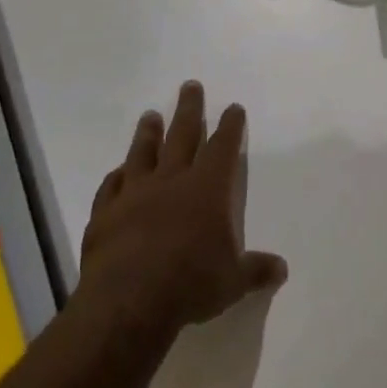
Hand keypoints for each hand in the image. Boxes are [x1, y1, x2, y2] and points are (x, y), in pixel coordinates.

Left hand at [77, 82, 287, 338]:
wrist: (127, 302)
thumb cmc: (189, 285)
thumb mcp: (233, 282)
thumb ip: (256, 270)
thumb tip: (282, 269)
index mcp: (207, 189)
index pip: (222, 147)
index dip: (230, 126)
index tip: (233, 108)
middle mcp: (171, 181)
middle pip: (182, 135)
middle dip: (189, 109)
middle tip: (190, 85)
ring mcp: (134, 194)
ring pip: (142, 153)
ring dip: (148, 132)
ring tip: (150, 115)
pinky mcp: (104, 214)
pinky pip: (110, 186)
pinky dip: (116, 177)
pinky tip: (117, 172)